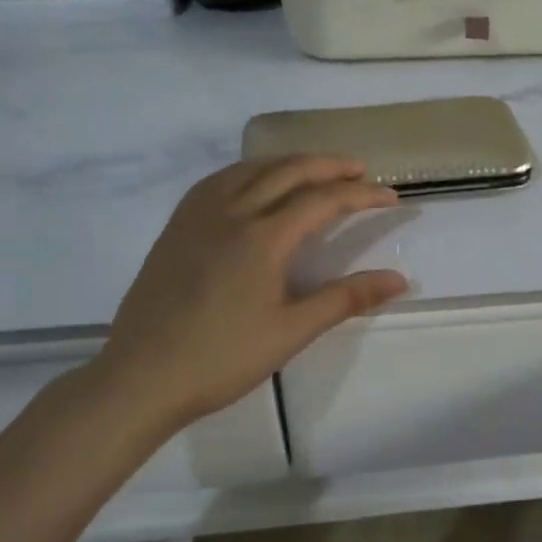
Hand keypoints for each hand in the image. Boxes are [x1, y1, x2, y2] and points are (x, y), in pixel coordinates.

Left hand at [86, 157, 407, 443]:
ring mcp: (198, 216)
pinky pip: (219, 181)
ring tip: (315, 172)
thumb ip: (346, 298)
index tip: (391, 197)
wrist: (141, 377)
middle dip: (329, 166)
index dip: (361, 195)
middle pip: (288, 171)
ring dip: (290, 164)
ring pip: (251, 169)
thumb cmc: (222, 358)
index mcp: (263, 237)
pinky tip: (254, 185)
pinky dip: (250, 172)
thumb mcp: (291, 331)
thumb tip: (399, 280)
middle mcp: (231, 212)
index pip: (323, 200)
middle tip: (360, 171)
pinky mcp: (176, 227)